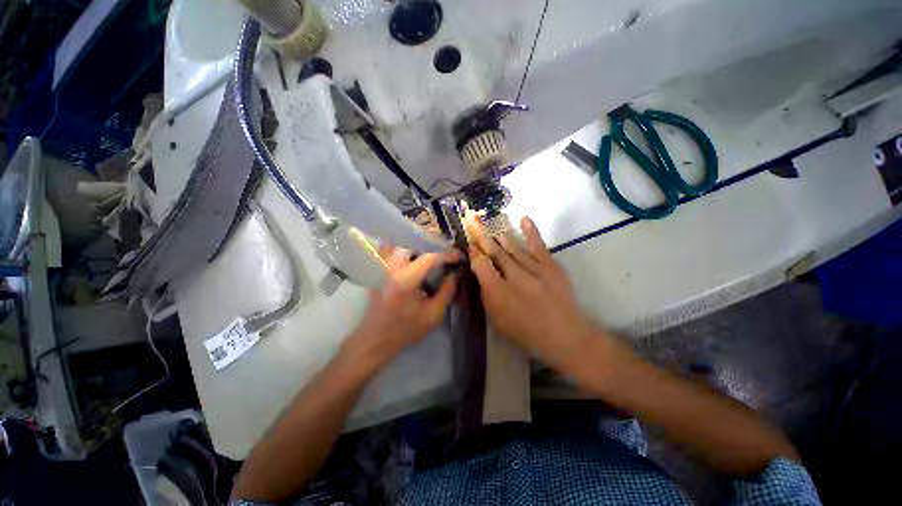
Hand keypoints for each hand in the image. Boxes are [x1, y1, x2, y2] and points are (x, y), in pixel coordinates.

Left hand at [342, 248, 460, 371]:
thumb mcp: (433, 315)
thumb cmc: (406, 330)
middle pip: (413, 243)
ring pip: (401, 244)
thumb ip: (447, 291)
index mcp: (406, 279)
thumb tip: (455, 273)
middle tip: (445, 252)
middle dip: (431, 244)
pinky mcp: (379, 270)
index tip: (459, 256)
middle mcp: (392, 267)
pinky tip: (416, 258)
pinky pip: (393, 251)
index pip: (430, 257)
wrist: (375, 339)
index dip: (447, 254)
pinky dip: (406, 250)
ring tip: (432, 253)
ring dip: (418, 246)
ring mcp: (383, 267)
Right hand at [467, 215, 596, 368]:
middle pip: (494, 251)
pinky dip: (529, 229)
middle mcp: (513, 276)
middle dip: (481, 234)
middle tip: (472, 218)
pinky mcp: (550, 264)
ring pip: (511, 245)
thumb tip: (481, 274)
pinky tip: (522, 217)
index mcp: (498, 292)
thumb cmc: (526, 331)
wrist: (565, 334)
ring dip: (498, 233)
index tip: (470, 244)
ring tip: (489, 221)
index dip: (474, 252)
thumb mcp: (498, 320)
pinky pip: (537, 243)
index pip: (480, 264)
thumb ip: (487, 295)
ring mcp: (534, 268)